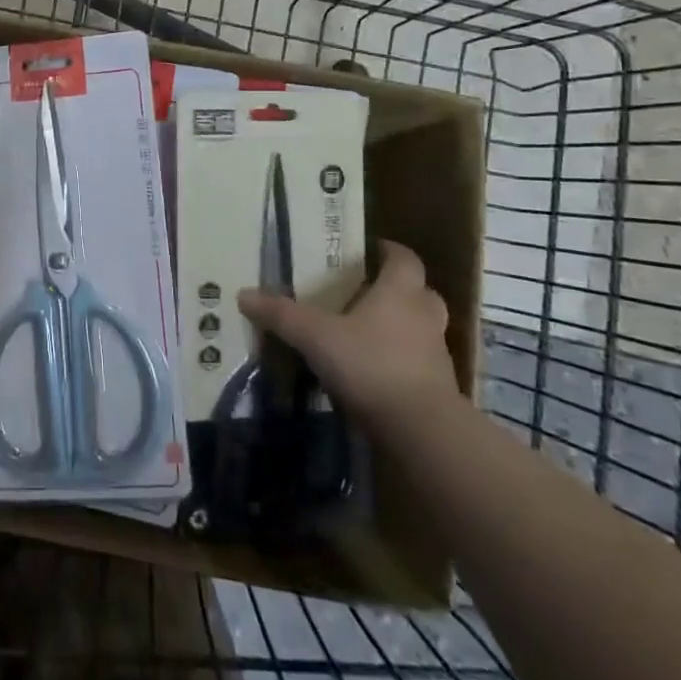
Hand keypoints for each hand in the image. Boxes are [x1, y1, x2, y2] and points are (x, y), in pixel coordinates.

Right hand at [238, 241, 459, 431]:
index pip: (404, 259)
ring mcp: (435, 354)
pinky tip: (372, 370)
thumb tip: (243, 294)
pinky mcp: (437, 388)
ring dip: (401, 326)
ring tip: (366, 331)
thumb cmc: (370, 364)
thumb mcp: (315, 336)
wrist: (421, 430)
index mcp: (400, 292)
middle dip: (398, 289)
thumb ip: (281, 314)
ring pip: (421, 328)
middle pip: (420, 292)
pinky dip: (400, 360)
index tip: (371, 250)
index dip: (390, 251)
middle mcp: (423, 316)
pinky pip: (418, 362)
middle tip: (367, 291)